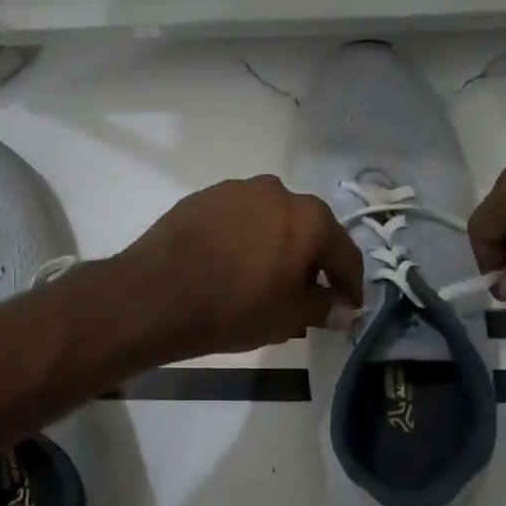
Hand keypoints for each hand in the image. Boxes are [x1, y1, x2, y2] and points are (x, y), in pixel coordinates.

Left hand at [115, 176, 365, 359]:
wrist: (156, 294)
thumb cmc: (234, 308)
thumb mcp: (288, 316)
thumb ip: (323, 307)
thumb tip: (345, 309)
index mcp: (309, 218)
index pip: (344, 252)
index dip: (350, 284)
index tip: (349, 306)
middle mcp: (277, 191)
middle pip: (307, 228)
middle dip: (311, 260)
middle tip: (306, 292)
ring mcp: (236, 189)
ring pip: (270, 219)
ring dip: (275, 244)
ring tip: (264, 277)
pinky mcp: (203, 196)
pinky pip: (237, 218)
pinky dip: (243, 237)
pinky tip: (230, 263)